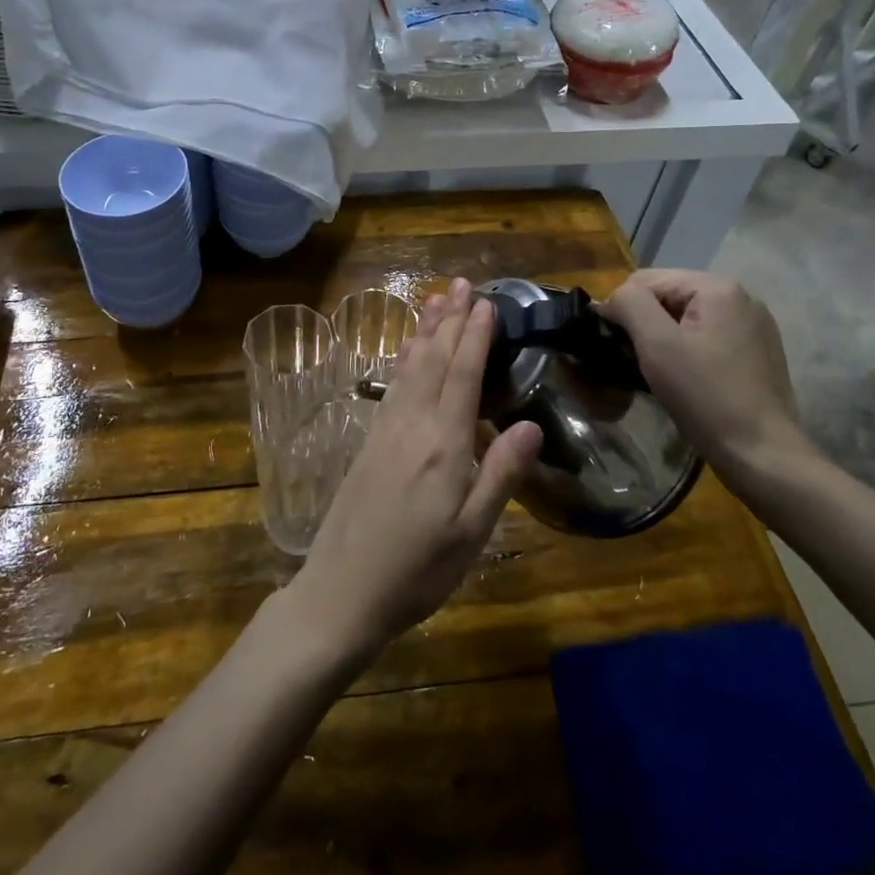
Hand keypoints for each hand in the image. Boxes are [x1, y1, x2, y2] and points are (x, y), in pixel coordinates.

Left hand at [282, 279, 543, 667]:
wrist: (342, 591)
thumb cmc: (417, 570)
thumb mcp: (471, 533)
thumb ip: (500, 475)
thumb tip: (533, 425)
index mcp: (443, 446)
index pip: (463, 376)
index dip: (476, 337)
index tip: (487, 303)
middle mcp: (412, 426)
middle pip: (434, 361)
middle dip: (450, 320)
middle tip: (463, 283)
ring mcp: (385, 431)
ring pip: (409, 367)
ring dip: (424, 331)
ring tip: (435, 299)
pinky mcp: (369, 443)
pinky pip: (392, 386)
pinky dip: (403, 359)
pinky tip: (407, 352)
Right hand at [600, 269, 810, 475]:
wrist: (761, 454)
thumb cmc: (705, 396)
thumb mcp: (657, 344)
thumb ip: (630, 305)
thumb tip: (612, 298)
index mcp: (718, 287)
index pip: (646, 280)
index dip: (622, 309)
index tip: (614, 346)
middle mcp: (741, 297)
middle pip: (668, 296)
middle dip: (645, 324)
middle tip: (635, 361)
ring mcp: (753, 325)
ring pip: (686, 318)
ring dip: (664, 339)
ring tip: (657, 372)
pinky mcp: (757, 352)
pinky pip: (707, 337)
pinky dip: (686, 351)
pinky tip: (685, 378)